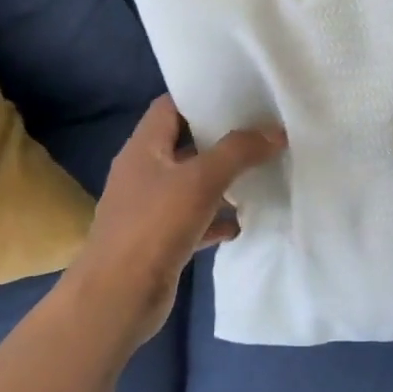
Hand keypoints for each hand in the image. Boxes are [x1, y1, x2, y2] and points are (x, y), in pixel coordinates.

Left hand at [64, 95, 285, 344]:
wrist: (117, 298)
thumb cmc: (154, 227)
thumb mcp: (201, 180)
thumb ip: (239, 151)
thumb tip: (275, 130)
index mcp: (144, 148)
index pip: (170, 106)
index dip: (201, 96)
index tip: (240, 94)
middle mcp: (144, 172)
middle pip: (185, 144)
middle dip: (221, 138)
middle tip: (262, 131)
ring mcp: (150, 208)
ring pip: (192, 184)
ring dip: (223, 180)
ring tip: (262, 172)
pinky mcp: (160, 240)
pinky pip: (195, 219)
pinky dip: (217, 218)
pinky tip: (243, 222)